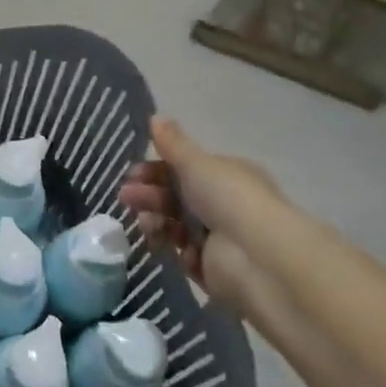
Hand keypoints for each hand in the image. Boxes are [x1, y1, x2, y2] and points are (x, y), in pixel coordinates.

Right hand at [119, 116, 283, 307]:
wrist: (259, 257)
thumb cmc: (229, 198)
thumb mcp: (197, 163)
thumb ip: (173, 144)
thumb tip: (155, 116)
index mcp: (226, 175)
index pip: (185, 169)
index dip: (156, 170)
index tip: (133, 174)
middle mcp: (225, 205)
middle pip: (177, 197)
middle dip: (149, 195)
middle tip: (126, 197)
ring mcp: (220, 239)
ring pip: (177, 226)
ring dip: (156, 220)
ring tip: (145, 223)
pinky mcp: (214, 270)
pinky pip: (186, 257)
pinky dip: (177, 250)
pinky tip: (175, 248)